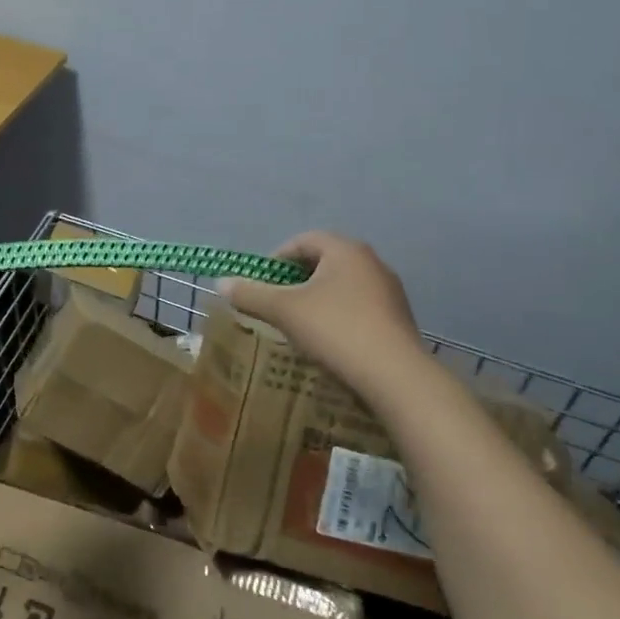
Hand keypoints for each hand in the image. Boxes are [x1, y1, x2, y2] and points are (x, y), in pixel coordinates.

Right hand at [220, 232, 423, 392]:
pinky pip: (358, 307)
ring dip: (316, 299)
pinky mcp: (398, 319)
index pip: (303, 241)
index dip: (276, 259)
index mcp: (345, 250)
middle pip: (323, 262)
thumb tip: (221, 283)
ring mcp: (389, 291)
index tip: (260, 284)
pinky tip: (328, 341)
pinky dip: (338, 316)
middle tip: (275, 303)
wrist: (396, 377)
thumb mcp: (284, 311)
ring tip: (298, 325)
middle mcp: (371, 262)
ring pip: (341, 286)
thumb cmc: (335, 330)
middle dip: (295, 280)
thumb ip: (250, 294)